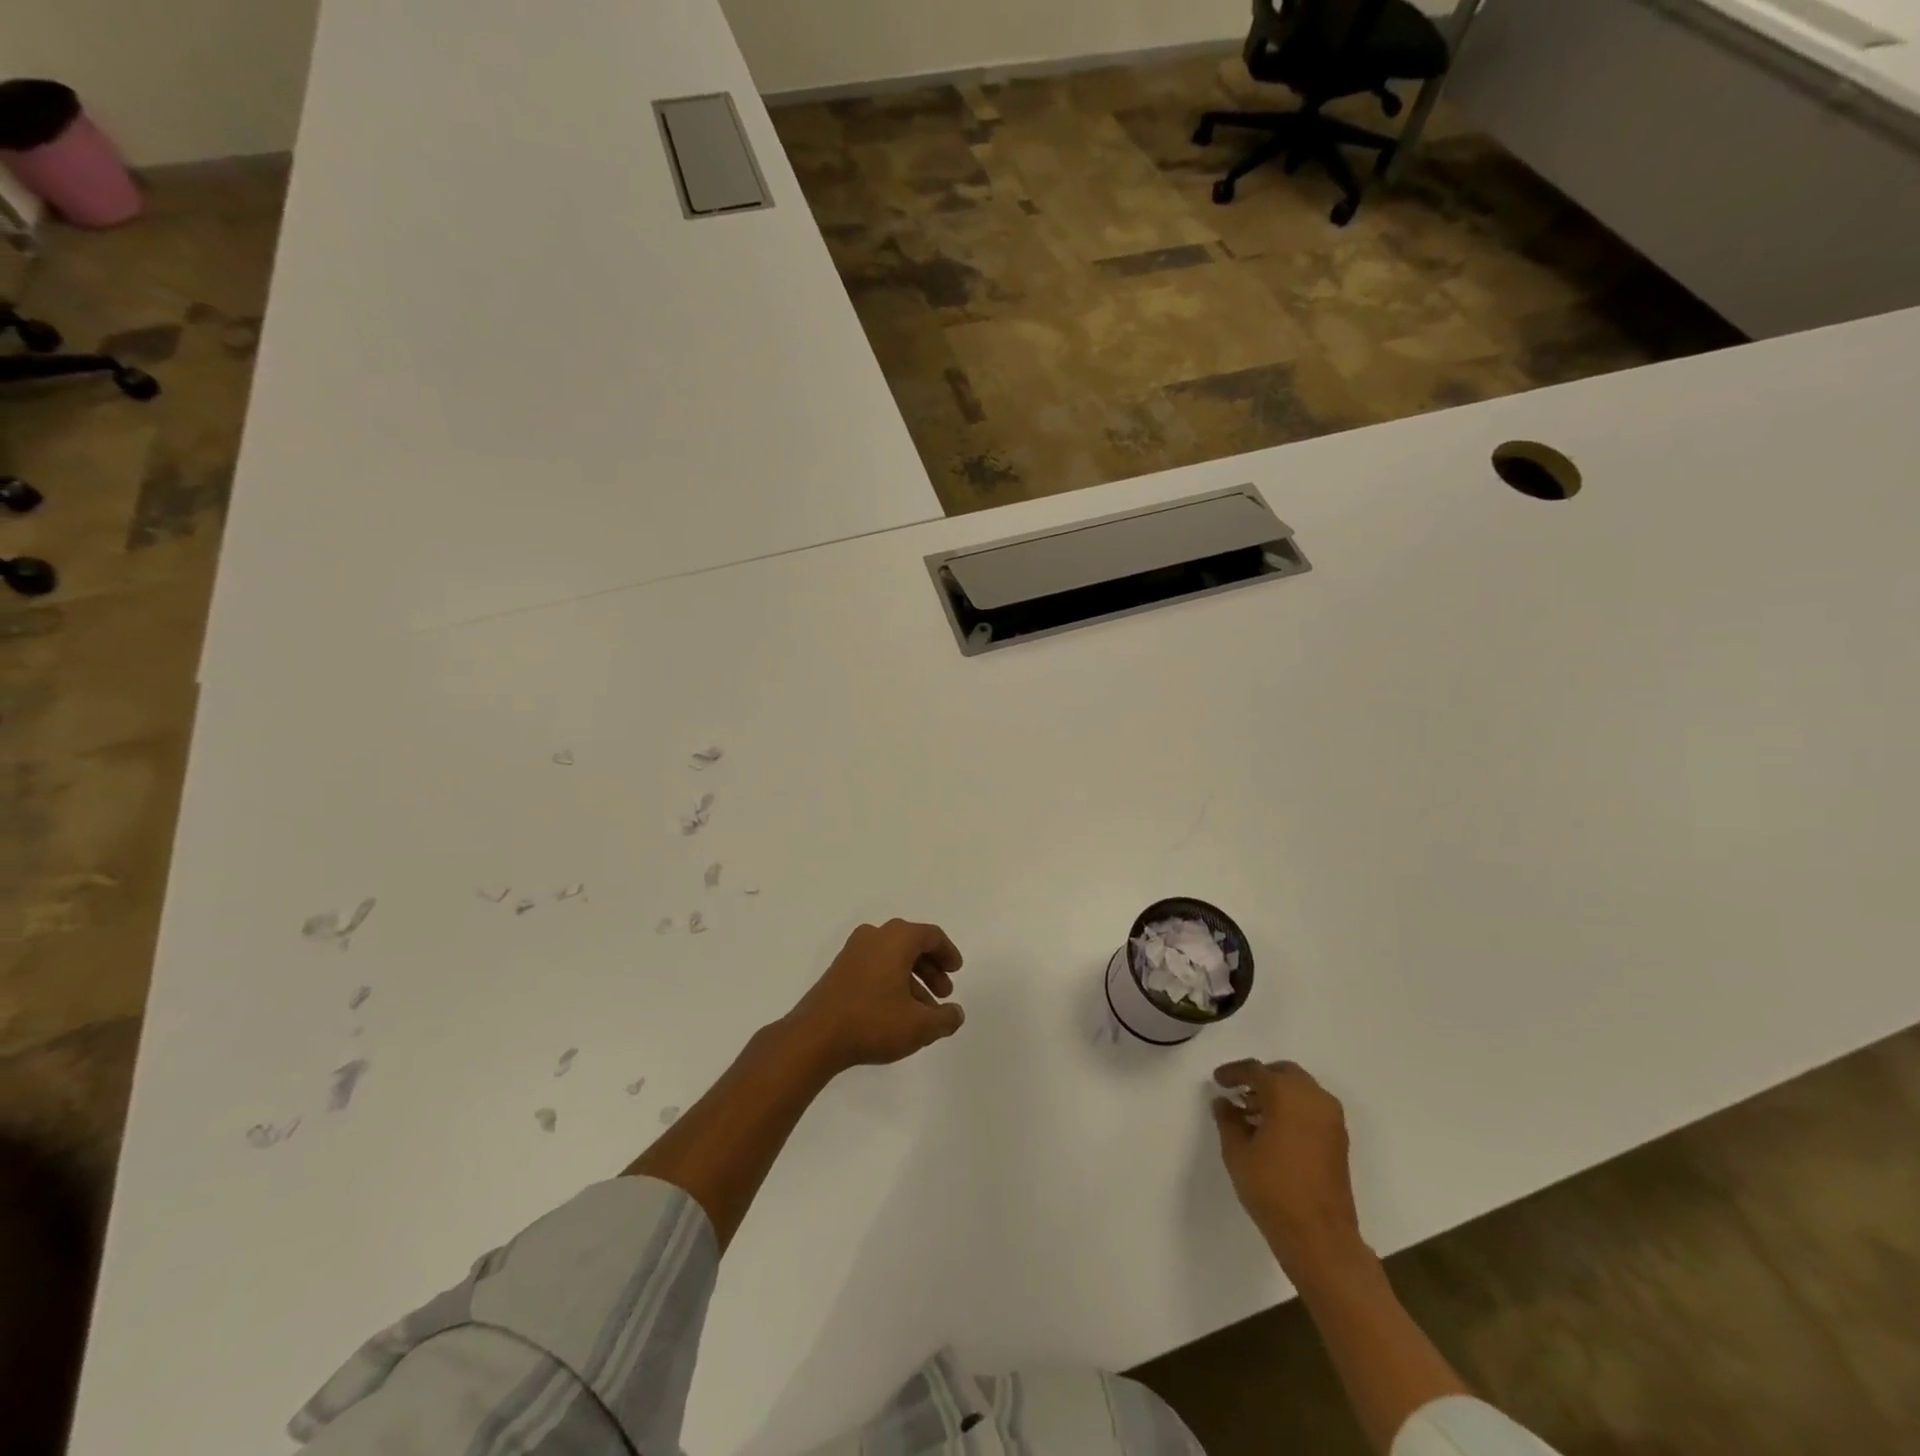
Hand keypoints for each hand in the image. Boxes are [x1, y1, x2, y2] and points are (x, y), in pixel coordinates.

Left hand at [786, 919, 964, 1072]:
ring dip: (912, 979)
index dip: (948, 953)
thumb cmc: (873, 1022)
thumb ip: (945, 1019)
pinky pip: (875, 966)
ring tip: (923, 1012)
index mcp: (896, 938)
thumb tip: (956, 1013)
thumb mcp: (919, 1026)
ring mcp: (853, 952)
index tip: (956, 971)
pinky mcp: (839, 970)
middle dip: (931, 968)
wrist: (815, 1036)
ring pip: (892, 958)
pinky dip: (892, 982)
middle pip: (911, 944)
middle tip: (944, 993)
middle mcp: (874, 936)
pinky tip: (897, 1012)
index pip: (931, 936)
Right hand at [1212, 1059, 1367, 1280]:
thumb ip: (1228, 1120)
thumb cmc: (1272, 1190)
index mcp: (1287, 1094)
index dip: (1233, 1073)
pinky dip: (1293, 1108)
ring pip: (1301, 1089)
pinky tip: (1274, 1130)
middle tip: (1238, 1093)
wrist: (1320, 1238)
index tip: (1217, 1081)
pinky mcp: (1339, 1139)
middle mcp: (1314, 1098)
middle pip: (1283, 1073)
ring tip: (1252, 1115)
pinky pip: (1312, 1108)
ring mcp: (1331, 1119)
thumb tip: (1224, 1103)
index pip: (1255, 1070)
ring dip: (1278, 1093)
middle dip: (1260, 1078)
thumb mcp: (1237, 1153)